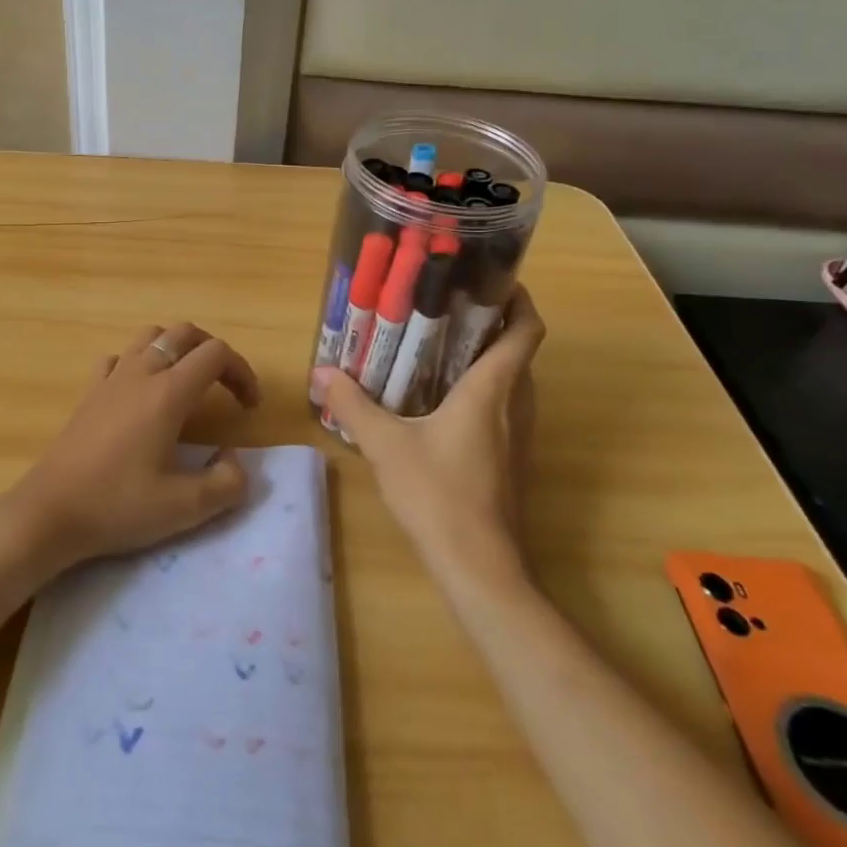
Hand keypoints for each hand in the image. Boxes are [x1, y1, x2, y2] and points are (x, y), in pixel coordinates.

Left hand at [8, 322, 260, 570]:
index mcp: (168, 393)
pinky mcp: (88, 393)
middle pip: (185, 333)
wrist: (49, 513)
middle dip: (214, 352)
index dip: (242, 372)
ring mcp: (110, 379)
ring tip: (188, 383)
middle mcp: (141, 374)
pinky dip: (139, 363)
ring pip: (150, 337)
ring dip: (177, 349)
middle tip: (226, 388)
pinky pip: (118, 358)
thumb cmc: (117, 506)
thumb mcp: (185, 508)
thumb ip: (227, 484)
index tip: (249, 408)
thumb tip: (233, 459)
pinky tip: (140, 392)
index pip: (216, 354)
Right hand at [316, 286, 544, 580]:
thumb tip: (321, 372)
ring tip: (442, 347)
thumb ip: (352, 405)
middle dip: (493, 324)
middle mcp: (513, 406)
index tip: (493, 280)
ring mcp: (517, 437)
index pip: (526, 331)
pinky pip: (503, 408)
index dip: (519, 300)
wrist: (479, 567)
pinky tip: (442, 402)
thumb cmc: (438, 494)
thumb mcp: (386, 445)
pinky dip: (483, 391)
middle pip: (520, 352)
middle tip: (450, 309)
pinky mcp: (511, 461)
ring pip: (513, 382)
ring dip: (489, 359)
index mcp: (491, 390)